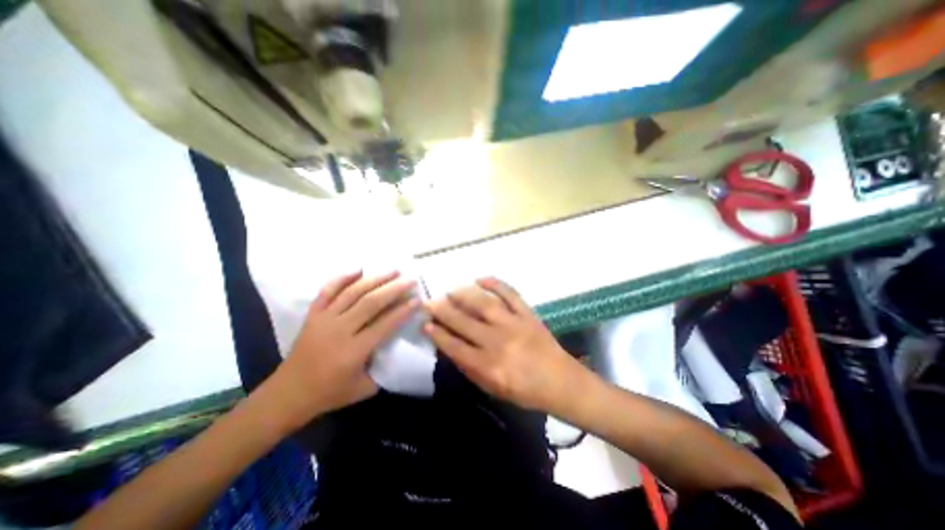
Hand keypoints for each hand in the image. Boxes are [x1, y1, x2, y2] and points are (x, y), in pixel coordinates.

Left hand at [263, 270, 414, 428]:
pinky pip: (327, 291)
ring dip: (374, 279)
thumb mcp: (364, 388)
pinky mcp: (313, 315)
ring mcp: (324, 319)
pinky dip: (342, 278)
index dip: (403, 311)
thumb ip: (384, 369)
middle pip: (370, 303)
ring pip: (352, 292)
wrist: (287, 394)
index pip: (384, 325)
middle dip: (394, 289)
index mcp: (353, 351)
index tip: (417, 300)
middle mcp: (339, 330)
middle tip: (410, 280)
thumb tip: (398, 348)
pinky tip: (358, 269)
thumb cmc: (329, 394)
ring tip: (392, 270)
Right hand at [424, 277, 588, 412]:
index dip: (438, 334)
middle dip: (443, 310)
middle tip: (430, 301)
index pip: (455, 346)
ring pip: (484, 304)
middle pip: (464, 322)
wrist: (561, 382)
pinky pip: (510, 294)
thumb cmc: (526, 391)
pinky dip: (495, 283)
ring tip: (451, 290)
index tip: (425, 323)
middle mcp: (499, 341)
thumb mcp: (493, 389)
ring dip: (464, 295)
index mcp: (489, 366)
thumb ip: (470, 369)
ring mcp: (514, 324)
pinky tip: (480, 279)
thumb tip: (450, 347)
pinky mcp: (528, 314)